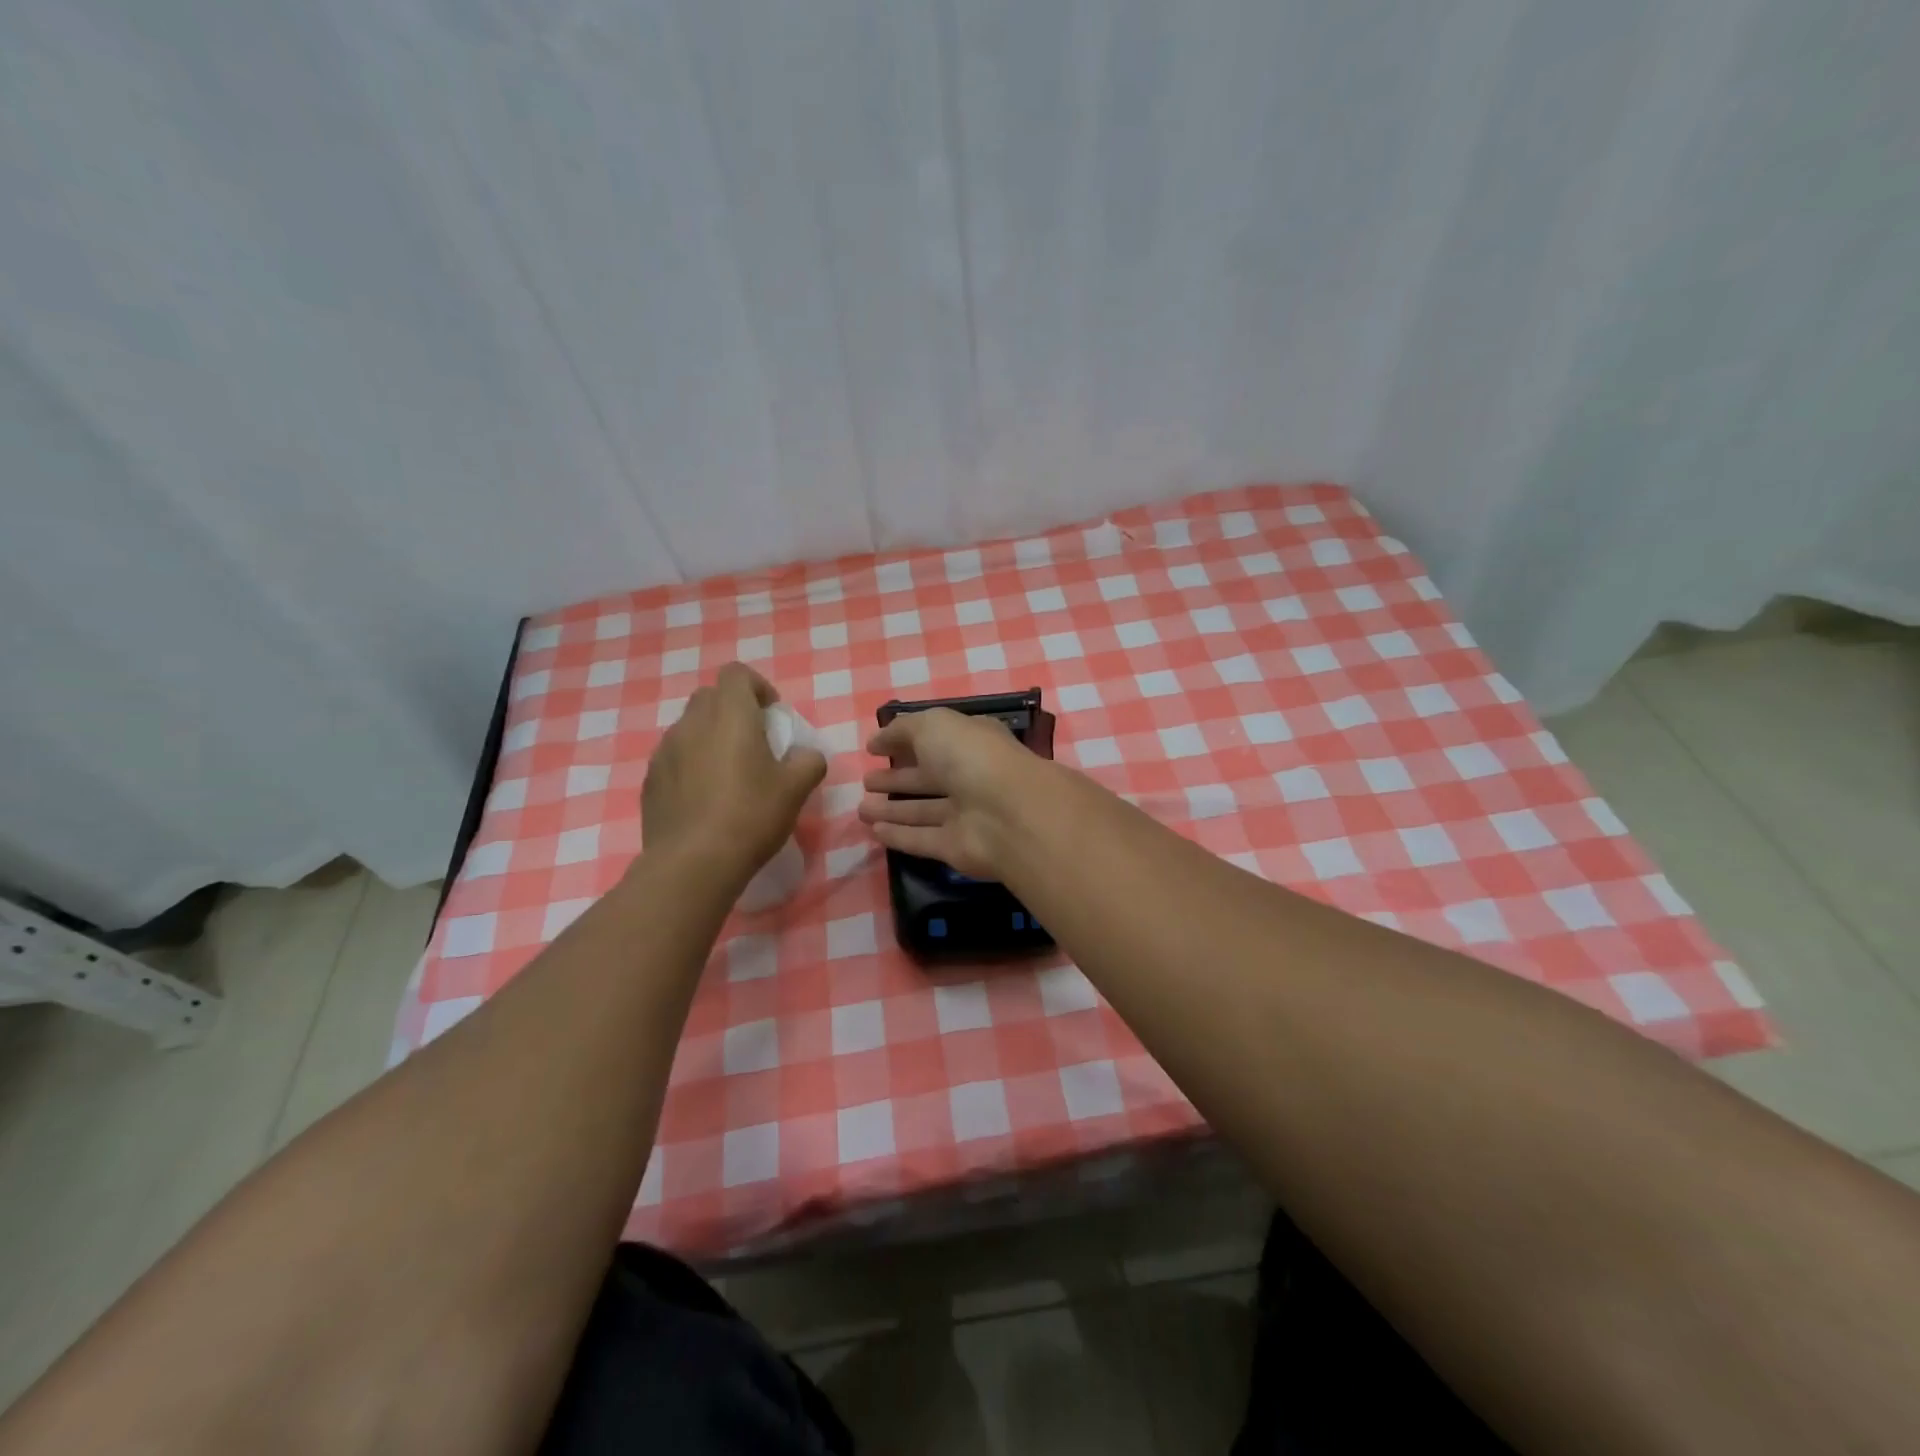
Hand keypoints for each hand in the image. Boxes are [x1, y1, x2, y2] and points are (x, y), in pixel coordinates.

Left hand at [642, 664, 826, 882]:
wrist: (692, 863)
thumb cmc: (751, 815)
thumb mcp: (796, 788)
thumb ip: (808, 760)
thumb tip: (806, 754)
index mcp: (729, 715)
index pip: (737, 674)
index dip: (757, 687)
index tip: (772, 716)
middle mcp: (691, 723)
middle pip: (710, 697)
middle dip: (732, 711)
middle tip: (754, 743)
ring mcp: (664, 751)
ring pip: (689, 728)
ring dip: (710, 739)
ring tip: (728, 775)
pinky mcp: (650, 781)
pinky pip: (674, 759)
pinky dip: (690, 766)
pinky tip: (705, 800)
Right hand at [857, 707, 1045, 878]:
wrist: (1006, 814)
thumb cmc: (970, 757)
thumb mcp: (933, 725)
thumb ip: (903, 729)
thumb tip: (877, 740)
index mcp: (972, 742)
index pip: (937, 739)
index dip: (906, 741)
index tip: (874, 748)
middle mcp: (971, 777)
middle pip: (928, 778)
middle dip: (897, 778)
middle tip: (866, 781)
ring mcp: (966, 814)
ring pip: (923, 810)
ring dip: (892, 809)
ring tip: (861, 808)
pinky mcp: (957, 848)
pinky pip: (923, 839)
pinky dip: (900, 836)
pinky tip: (874, 831)